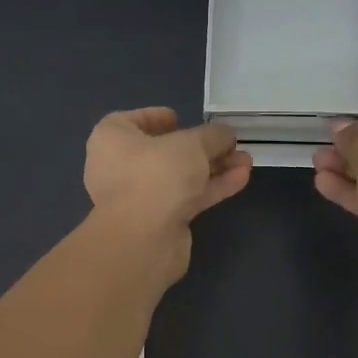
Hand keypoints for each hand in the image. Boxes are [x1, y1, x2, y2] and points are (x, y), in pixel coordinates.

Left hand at [84, 108, 252, 284]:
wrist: (143, 240)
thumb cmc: (156, 174)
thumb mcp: (191, 144)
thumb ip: (212, 136)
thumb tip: (226, 134)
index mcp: (112, 139)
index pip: (132, 121)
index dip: (157, 117)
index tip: (181, 118)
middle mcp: (120, 167)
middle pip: (163, 151)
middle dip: (200, 147)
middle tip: (227, 142)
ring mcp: (139, 197)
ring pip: (179, 176)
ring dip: (212, 168)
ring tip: (245, 160)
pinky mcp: (158, 221)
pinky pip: (186, 197)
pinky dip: (211, 187)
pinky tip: (240, 178)